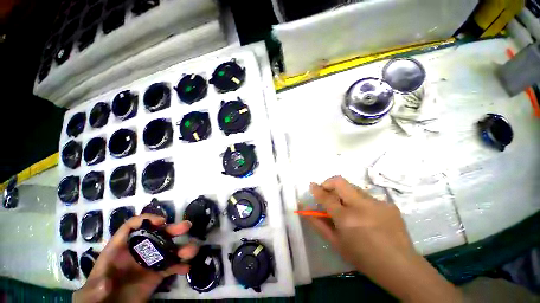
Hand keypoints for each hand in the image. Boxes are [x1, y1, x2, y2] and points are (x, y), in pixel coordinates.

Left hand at [73, 214, 197, 302]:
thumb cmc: (94, 298)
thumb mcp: (88, 295)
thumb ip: (94, 288)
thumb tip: (105, 283)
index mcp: (119, 250)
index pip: (132, 227)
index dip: (146, 220)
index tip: (161, 221)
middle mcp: (137, 252)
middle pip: (156, 235)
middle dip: (172, 229)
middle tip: (186, 227)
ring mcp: (148, 263)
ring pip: (168, 250)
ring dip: (181, 248)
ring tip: (191, 251)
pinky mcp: (157, 275)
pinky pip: (171, 267)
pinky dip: (180, 266)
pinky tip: (186, 268)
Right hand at [305, 176, 460, 302]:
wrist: (401, 267)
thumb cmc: (364, 258)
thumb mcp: (336, 243)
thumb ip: (318, 223)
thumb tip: (303, 209)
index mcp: (347, 219)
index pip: (326, 197)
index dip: (317, 189)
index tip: (312, 185)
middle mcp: (362, 206)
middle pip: (340, 182)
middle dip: (329, 182)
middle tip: (327, 191)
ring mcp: (378, 203)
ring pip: (354, 188)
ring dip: (345, 194)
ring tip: (348, 208)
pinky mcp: (389, 204)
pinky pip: (367, 197)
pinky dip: (360, 202)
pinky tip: (366, 216)